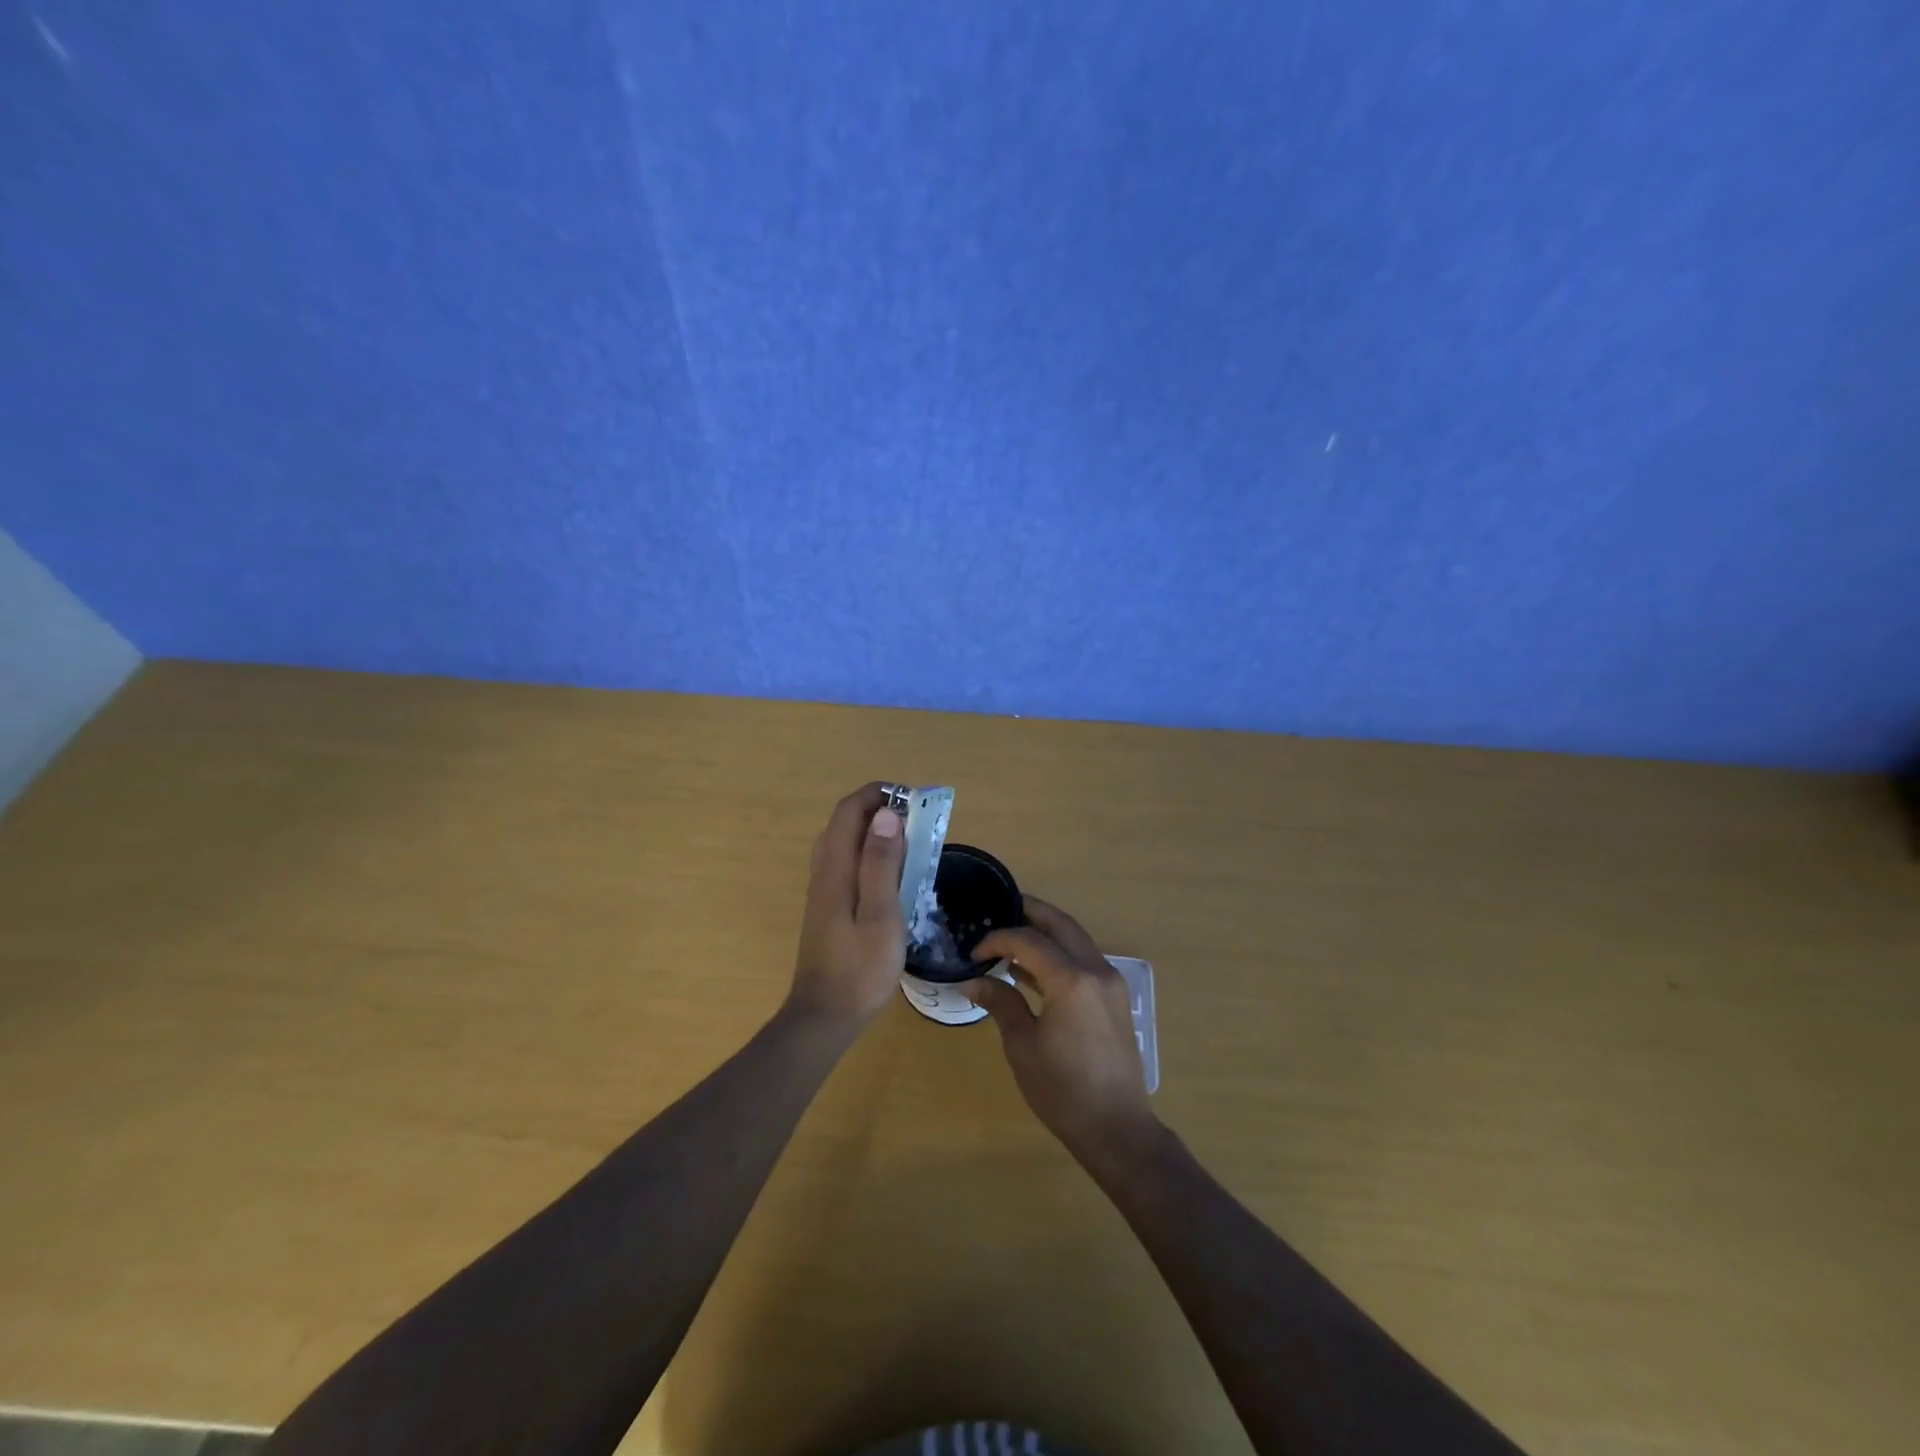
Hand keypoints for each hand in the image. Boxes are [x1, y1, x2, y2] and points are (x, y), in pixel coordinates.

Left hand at [788, 783, 907, 1026]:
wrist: (826, 1016)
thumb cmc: (860, 969)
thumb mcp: (881, 915)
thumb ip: (881, 864)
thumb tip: (886, 815)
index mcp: (835, 870)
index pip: (848, 812)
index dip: (876, 794)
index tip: (911, 798)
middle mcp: (824, 873)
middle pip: (844, 823)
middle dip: (878, 809)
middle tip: (916, 819)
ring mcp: (823, 891)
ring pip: (844, 843)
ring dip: (875, 832)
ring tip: (910, 841)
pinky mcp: (829, 908)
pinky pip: (847, 864)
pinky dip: (870, 855)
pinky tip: (894, 874)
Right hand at [959, 898, 1159, 1162]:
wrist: (1117, 1128)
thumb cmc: (1063, 1091)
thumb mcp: (1023, 1046)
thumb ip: (1000, 1003)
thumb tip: (972, 981)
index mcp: (1071, 980)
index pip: (1028, 940)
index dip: (998, 939)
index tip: (974, 952)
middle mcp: (1096, 970)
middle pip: (1060, 924)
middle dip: (1029, 912)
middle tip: (1000, 908)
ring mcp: (1110, 982)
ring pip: (1076, 939)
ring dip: (1046, 932)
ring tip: (1012, 935)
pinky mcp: (1115, 997)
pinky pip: (1084, 960)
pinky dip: (1060, 953)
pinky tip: (1033, 969)